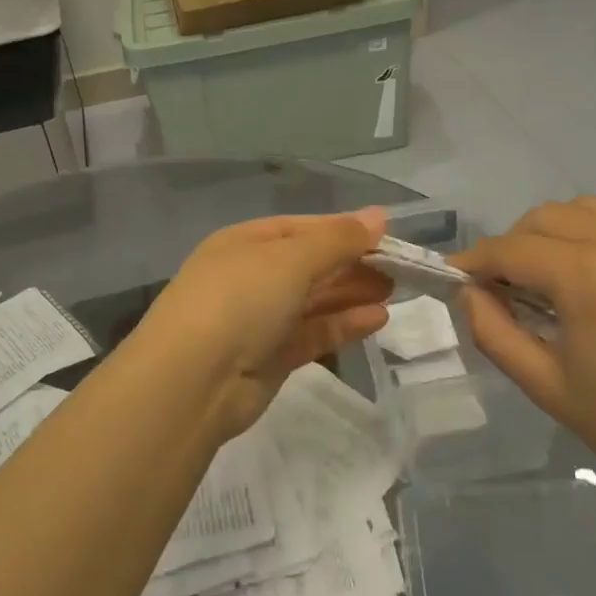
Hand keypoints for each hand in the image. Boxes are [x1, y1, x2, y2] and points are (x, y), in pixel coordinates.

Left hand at [135, 210, 391, 438]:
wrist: (194, 379)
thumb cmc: (240, 299)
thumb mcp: (291, 258)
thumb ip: (337, 239)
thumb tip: (378, 216)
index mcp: (245, 242)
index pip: (302, 228)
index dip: (344, 230)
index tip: (388, 235)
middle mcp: (251, 277)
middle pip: (311, 265)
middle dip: (353, 264)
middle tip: (401, 267)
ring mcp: (260, 320)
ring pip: (314, 301)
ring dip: (353, 294)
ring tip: (396, 290)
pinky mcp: (271, 358)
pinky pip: (314, 334)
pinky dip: (343, 325)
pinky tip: (378, 319)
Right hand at [454, 198, 595, 520]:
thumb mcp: (546, 385)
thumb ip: (492, 330)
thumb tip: (469, 292)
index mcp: (590, 275)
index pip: (511, 248)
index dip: (476, 261)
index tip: (457, 278)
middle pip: (546, 217)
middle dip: (515, 246)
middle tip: (509, 288)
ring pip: (589, 208)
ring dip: (558, 232)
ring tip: (558, 277)